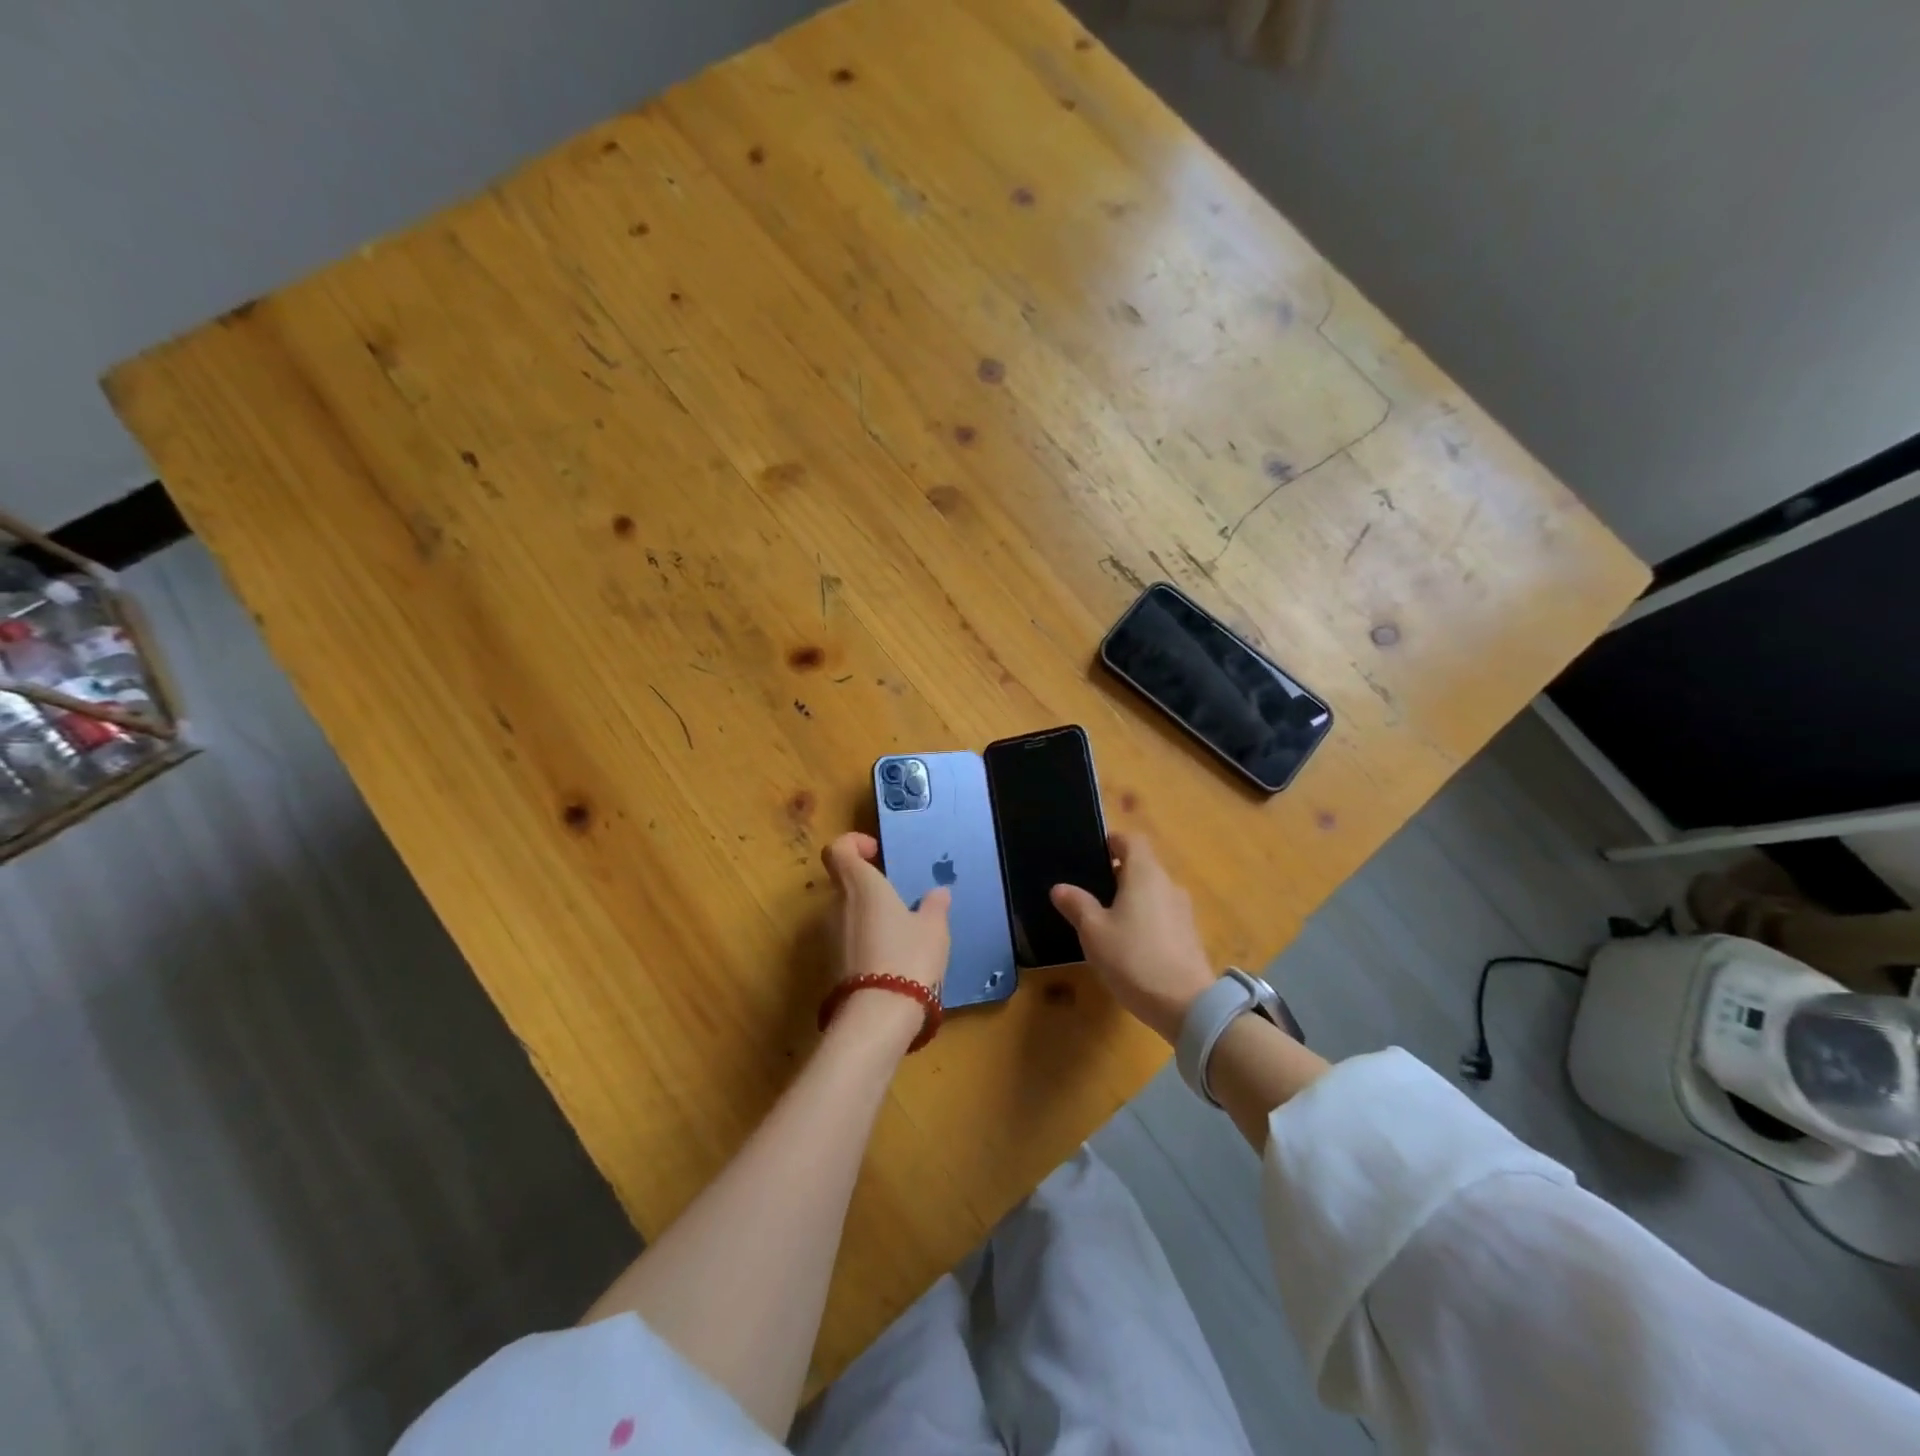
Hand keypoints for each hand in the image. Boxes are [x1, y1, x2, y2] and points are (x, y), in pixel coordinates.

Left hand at [821, 832, 950, 1044]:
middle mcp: (837, 906)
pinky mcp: (830, 966)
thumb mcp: (933, 929)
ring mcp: (829, 938)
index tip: (877, 853)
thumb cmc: (908, 957)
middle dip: (868, 886)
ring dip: (867, 917)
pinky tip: (890, 960)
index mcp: (860, 886)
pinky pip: (847, 941)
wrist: (878, 1016)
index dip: (853, 844)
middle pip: (843, 883)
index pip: (838, 850)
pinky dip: (864, 942)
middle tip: (898, 900)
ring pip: (845, 914)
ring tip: (900, 934)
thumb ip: (934, 907)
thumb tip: (937, 893)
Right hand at [1051, 833, 1215, 1043]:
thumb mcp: (1094, 932)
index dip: (1112, 842)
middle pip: (1142, 865)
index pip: (1131, 840)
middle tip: (1090, 891)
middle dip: (1117, 873)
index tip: (1092, 855)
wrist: (1186, 1005)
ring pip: (1152, 891)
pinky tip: (1128, 943)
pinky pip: (1162, 914)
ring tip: (1105, 920)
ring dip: (1131, 898)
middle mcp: (1168, 884)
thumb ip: (1077, 905)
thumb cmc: (1133, 958)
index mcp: (1145, 874)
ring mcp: (1183, 910)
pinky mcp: (1189, 935)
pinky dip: (1145, 918)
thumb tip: (1060, 887)